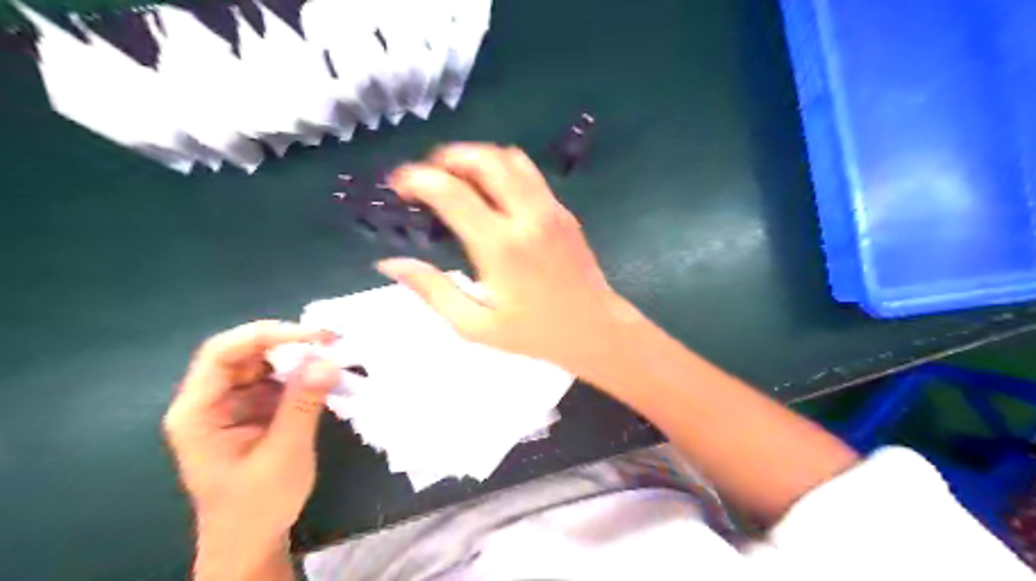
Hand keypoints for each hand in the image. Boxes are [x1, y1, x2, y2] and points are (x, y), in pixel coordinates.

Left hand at [161, 320, 337, 577]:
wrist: (251, 541)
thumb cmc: (258, 504)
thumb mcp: (284, 454)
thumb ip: (303, 404)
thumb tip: (326, 359)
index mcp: (197, 412)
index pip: (222, 354)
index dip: (266, 335)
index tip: (313, 336)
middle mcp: (209, 400)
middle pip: (241, 352)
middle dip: (285, 341)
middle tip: (329, 341)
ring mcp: (232, 403)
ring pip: (261, 361)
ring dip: (296, 355)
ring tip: (332, 354)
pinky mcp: (253, 408)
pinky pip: (276, 378)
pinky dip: (301, 372)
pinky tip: (324, 374)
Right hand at [381, 144, 640, 377]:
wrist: (596, 330)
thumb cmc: (535, 334)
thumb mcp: (476, 325)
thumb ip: (433, 291)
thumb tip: (390, 263)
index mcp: (501, 247)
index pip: (451, 192)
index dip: (417, 179)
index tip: (398, 185)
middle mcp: (527, 217)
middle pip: (484, 159)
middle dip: (447, 157)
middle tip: (427, 175)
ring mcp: (550, 209)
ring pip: (510, 158)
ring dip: (477, 158)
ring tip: (456, 178)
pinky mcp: (563, 211)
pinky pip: (529, 174)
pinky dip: (502, 170)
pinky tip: (490, 194)